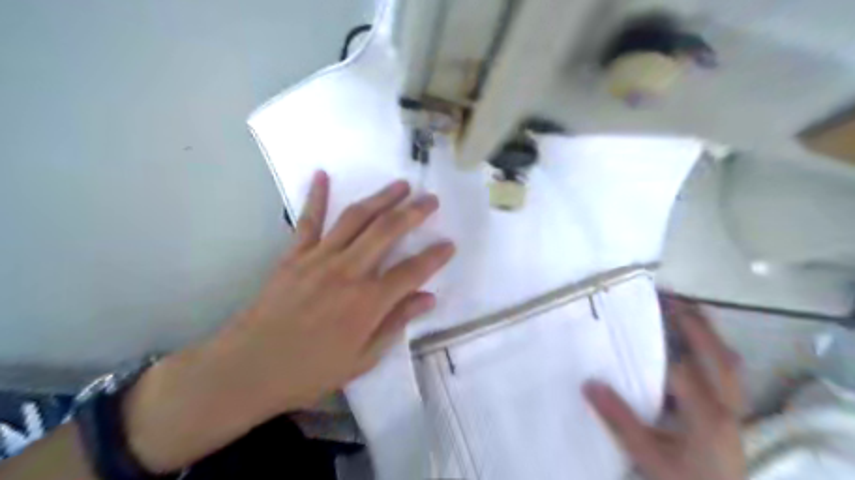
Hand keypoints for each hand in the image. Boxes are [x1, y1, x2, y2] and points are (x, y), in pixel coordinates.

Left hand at [122, 173, 453, 471]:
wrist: (249, 368)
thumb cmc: (310, 371)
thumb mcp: (362, 359)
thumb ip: (396, 323)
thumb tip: (427, 298)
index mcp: (368, 302)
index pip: (412, 271)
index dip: (435, 257)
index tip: (450, 244)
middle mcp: (348, 271)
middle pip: (388, 231)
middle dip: (414, 212)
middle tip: (431, 199)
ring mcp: (319, 258)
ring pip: (356, 218)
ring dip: (381, 197)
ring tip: (400, 185)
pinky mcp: (294, 255)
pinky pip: (308, 220)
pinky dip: (316, 196)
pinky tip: (323, 175)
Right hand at [585, 294, 746, 477]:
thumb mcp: (647, 455)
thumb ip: (619, 420)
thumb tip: (589, 384)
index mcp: (707, 415)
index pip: (681, 368)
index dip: (658, 342)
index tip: (634, 318)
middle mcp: (727, 405)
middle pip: (718, 354)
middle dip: (694, 322)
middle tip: (665, 297)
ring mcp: (734, 407)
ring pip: (729, 360)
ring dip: (708, 332)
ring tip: (682, 308)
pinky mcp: (731, 410)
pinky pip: (728, 370)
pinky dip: (713, 348)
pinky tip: (693, 341)